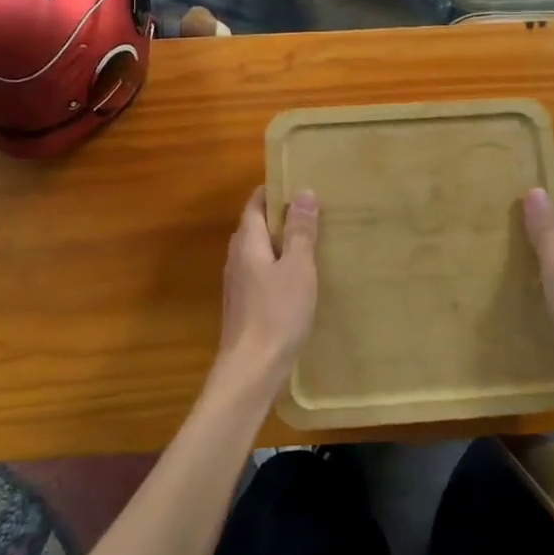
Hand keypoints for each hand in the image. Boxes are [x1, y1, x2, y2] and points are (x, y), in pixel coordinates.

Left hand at [215, 187, 318, 388]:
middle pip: (257, 225)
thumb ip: (300, 230)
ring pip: (260, 250)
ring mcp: (238, 282)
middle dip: (283, 216)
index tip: (302, 185)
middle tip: (316, 211)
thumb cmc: (277, 313)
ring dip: (283, 242)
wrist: (251, 370)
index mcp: (247, 241)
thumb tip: (303, 192)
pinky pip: (262, 271)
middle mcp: (237, 256)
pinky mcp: (245, 303)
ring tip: (314, 240)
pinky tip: (301, 277)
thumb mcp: (297, 268)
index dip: (276, 191)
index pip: (256, 202)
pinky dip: (280, 265)